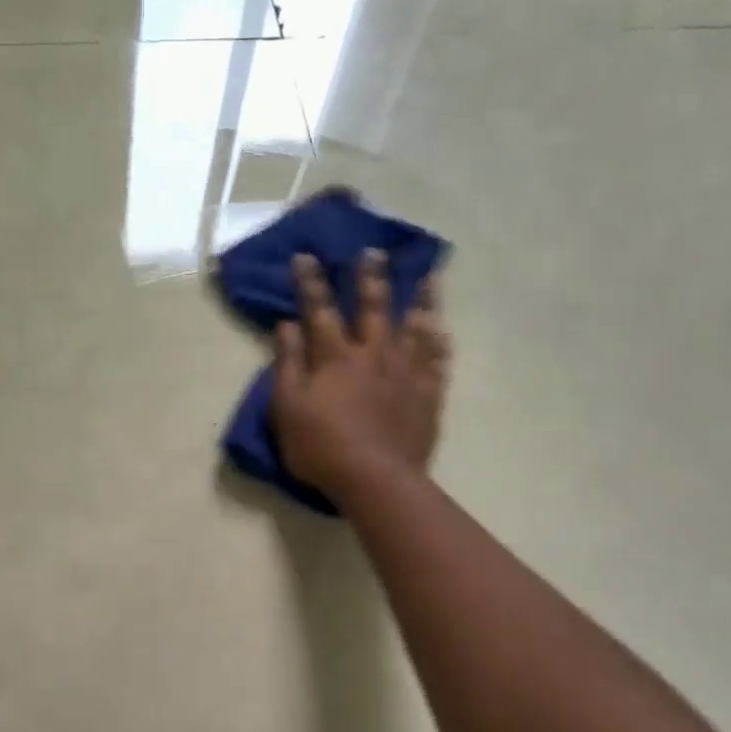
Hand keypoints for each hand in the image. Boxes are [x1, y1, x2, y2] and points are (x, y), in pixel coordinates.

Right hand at [271, 249, 450, 499]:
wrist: (376, 479)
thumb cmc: (321, 447)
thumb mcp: (287, 409)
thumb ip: (288, 365)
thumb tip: (287, 326)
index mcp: (335, 357)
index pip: (320, 310)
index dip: (311, 282)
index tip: (306, 256)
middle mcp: (373, 354)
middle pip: (373, 307)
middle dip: (370, 278)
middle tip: (373, 252)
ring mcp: (405, 373)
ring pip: (415, 327)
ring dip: (420, 299)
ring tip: (428, 277)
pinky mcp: (427, 394)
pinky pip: (437, 361)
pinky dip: (440, 342)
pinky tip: (443, 329)